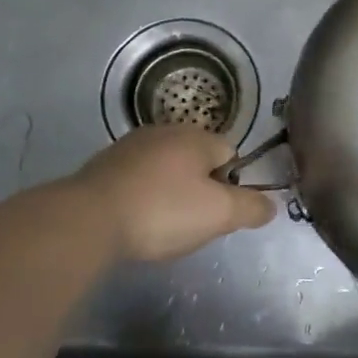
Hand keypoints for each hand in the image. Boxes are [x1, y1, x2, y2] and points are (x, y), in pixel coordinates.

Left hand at [68, 125, 275, 262]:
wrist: (87, 219)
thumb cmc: (162, 211)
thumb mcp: (218, 215)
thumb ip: (251, 207)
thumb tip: (270, 204)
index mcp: (197, 137)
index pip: (230, 154)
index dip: (231, 185)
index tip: (218, 214)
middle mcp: (166, 131)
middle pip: (197, 160)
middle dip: (199, 189)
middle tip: (191, 223)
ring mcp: (131, 145)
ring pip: (165, 169)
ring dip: (168, 192)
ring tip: (160, 226)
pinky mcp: (104, 165)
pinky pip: (137, 178)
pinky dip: (141, 196)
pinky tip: (133, 220)